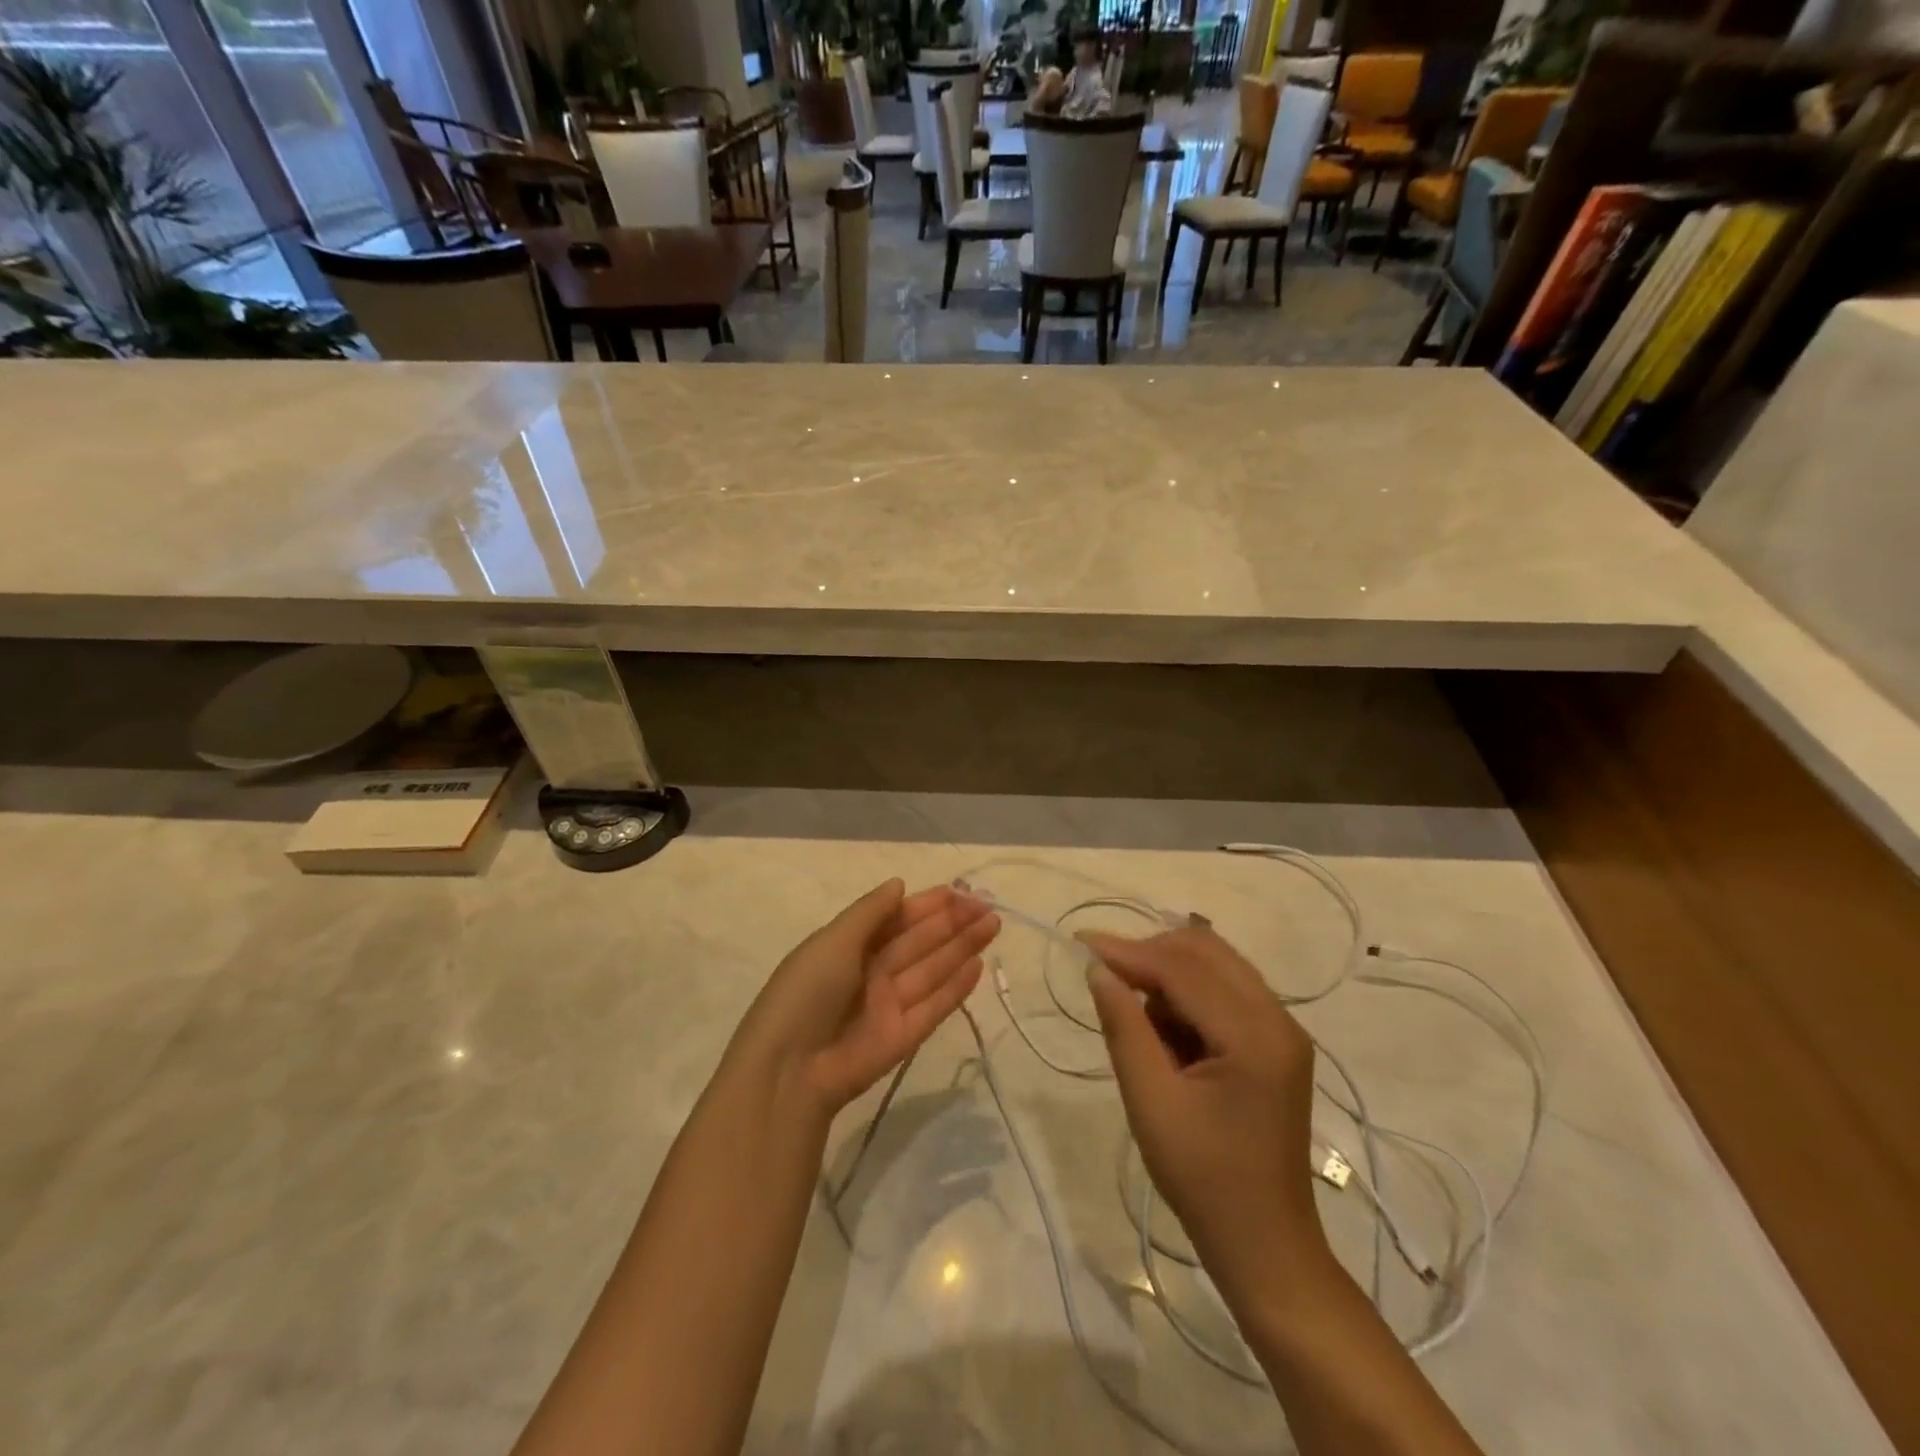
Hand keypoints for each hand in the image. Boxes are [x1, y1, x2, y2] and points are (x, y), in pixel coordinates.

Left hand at [735, 880, 998, 1116]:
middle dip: (952, 922)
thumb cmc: (806, 993)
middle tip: (988, 905)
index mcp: (850, 946)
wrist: (790, 1070)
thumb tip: (899, 883)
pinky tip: (979, 965)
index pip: (896, 919)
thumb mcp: (833, 941)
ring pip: (933, 969)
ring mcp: (890, 1005)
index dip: (927, 905)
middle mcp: (872, 972)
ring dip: (962, 947)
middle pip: (920, 941)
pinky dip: (957, 987)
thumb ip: (870, 912)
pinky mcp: (905, 1037)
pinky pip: (935, 1006)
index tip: (958, 891)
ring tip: (994, 924)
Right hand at [1081, 926, 1327, 1296]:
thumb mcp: (1151, 1102)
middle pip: (1206, 952)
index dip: (1129, 951)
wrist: (1264, 1244)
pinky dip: (1188, 995)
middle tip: (1106, 977)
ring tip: (1137, 1017)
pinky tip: (1166, 1033)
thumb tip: (1099, 970)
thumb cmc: (1203, 1179)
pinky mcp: (1277, 1042)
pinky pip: (1225, 990)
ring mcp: (1283, 1029)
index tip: (1081, 944)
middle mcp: (1279, 1019)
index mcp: (1255, 1036)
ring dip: (1169, 974)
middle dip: (1150, 954)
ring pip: (1216, 965)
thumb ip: (1124, 1028)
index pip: (1183, 969)